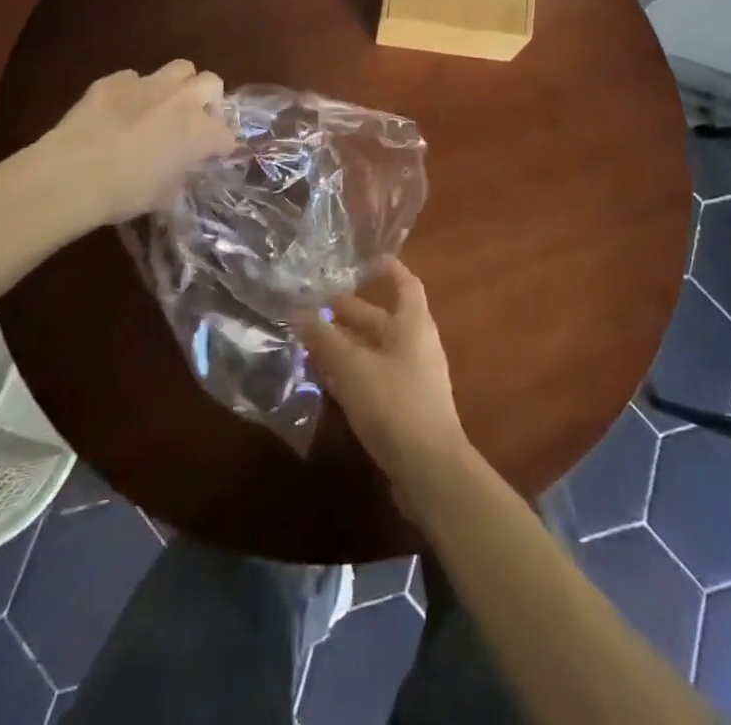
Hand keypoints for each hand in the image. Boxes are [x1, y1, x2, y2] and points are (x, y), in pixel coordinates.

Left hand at [31, 61, 237, 226]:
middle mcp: (182, 100)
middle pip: (212, 83)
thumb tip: (178, 174)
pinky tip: (118, 112)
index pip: (227, 135)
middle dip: (208, 100)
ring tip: (163, 107)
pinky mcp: (114, 80)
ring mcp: (148, 84)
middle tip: (193, 122)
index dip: (221, 147)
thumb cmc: (125, 193)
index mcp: (201, 131)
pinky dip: (133, 92)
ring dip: (178, 85)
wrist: (72, 175)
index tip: (210, 159)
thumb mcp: (163, 197)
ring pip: (180, 68)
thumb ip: (179, 178)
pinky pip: (133, 78)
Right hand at [295, 261, 468, 485]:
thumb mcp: (353, 368)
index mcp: (413, 324)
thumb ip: (326, 340)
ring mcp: (412, 377)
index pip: (405, 284)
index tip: (365, 261)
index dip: (388, 270)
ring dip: (346, 345)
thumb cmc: (394, 404)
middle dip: (349, 314)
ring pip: (375, 351)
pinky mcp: (405, 407)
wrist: (430, 469)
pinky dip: (352, 373)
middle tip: (314, 308)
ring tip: (310, 342)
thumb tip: (300, 313)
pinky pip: (375, 377)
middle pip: (382, 320)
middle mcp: (416, 344)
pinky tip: (325, 381)